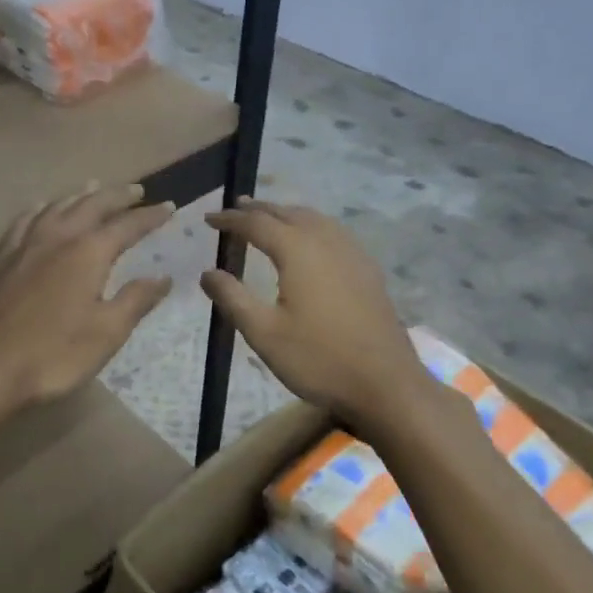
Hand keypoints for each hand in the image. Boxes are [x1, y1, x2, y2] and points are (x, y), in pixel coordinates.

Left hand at [0, 183, 175, 422]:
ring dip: (80, 195)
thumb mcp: (107, 333)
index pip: (127, 226)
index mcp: (87, 253)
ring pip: (57, 206)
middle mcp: (57, 238)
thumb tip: (162, 276)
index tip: (170, 206)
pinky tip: (42, 210)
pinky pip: (25, 220)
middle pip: (91, 205)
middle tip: (136, 191)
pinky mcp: (0, 260)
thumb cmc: (53, 356)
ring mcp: (24, 246)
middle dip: (117, 196)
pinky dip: (41, 208)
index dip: (150, 216)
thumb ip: (136, 300)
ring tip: (94, 188)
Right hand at [201, 198, 432, 426]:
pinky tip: (310, 242)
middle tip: (235, 209)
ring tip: (268, 217)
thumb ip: (232, 298)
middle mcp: (326, 242)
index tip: (208, 219)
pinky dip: (311, 226)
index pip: (257, 223)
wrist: (385, 384)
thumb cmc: (318, 359)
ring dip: (287, 214)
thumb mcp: (263, 333)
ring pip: (314, 219)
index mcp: (298, 251)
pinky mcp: (368, 270)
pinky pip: (334, 232)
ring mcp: (353, 254)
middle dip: (259, 209)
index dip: (230, 219)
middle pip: (288, 213)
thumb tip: (207, 273)